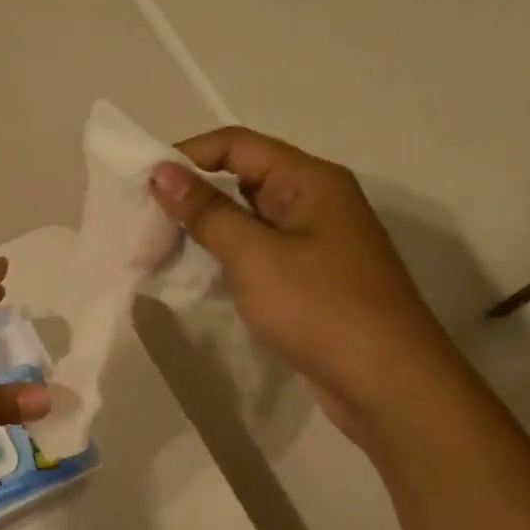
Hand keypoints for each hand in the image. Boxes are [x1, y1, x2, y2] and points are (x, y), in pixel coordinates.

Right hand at [149, 127, 463, 448]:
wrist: (388, 384)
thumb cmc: (321, 308)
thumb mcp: (255, 255)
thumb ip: (206, 212)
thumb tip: (161, 172)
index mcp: (308, 180)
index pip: (236, 145)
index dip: (186, 156)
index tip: (141, 184)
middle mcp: (312, 200)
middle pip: (239, 179)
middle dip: (188, 198)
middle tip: (141, 227)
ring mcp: (312, 241)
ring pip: (244, 219)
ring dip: (200, 231)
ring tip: (154, 253)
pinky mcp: (306, 277)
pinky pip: (254, 251)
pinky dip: (220, 257)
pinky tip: (190, 275)